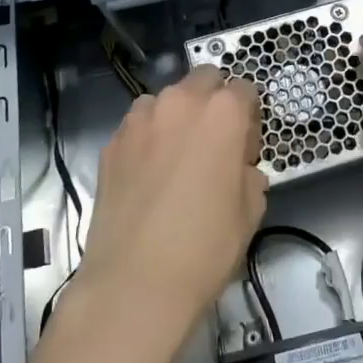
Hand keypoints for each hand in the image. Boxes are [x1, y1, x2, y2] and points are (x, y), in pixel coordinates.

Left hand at [74, 66, 265, 332]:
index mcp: (223, 112)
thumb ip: (250, 175)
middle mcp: (181, 102)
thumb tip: (241, 169)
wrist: (134, 282)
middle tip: (214, 143)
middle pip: (204, 79)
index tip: (247, 146)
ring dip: (176, 115)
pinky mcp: (112, 143)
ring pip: (166, 99)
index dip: (250, 116)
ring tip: (176, 157)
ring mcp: (140, 119)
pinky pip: (137, 126)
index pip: (245, 89)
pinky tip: (148, 175)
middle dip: (213, 100)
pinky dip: (147, 138)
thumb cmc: (205, 247)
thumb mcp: (251, 212)